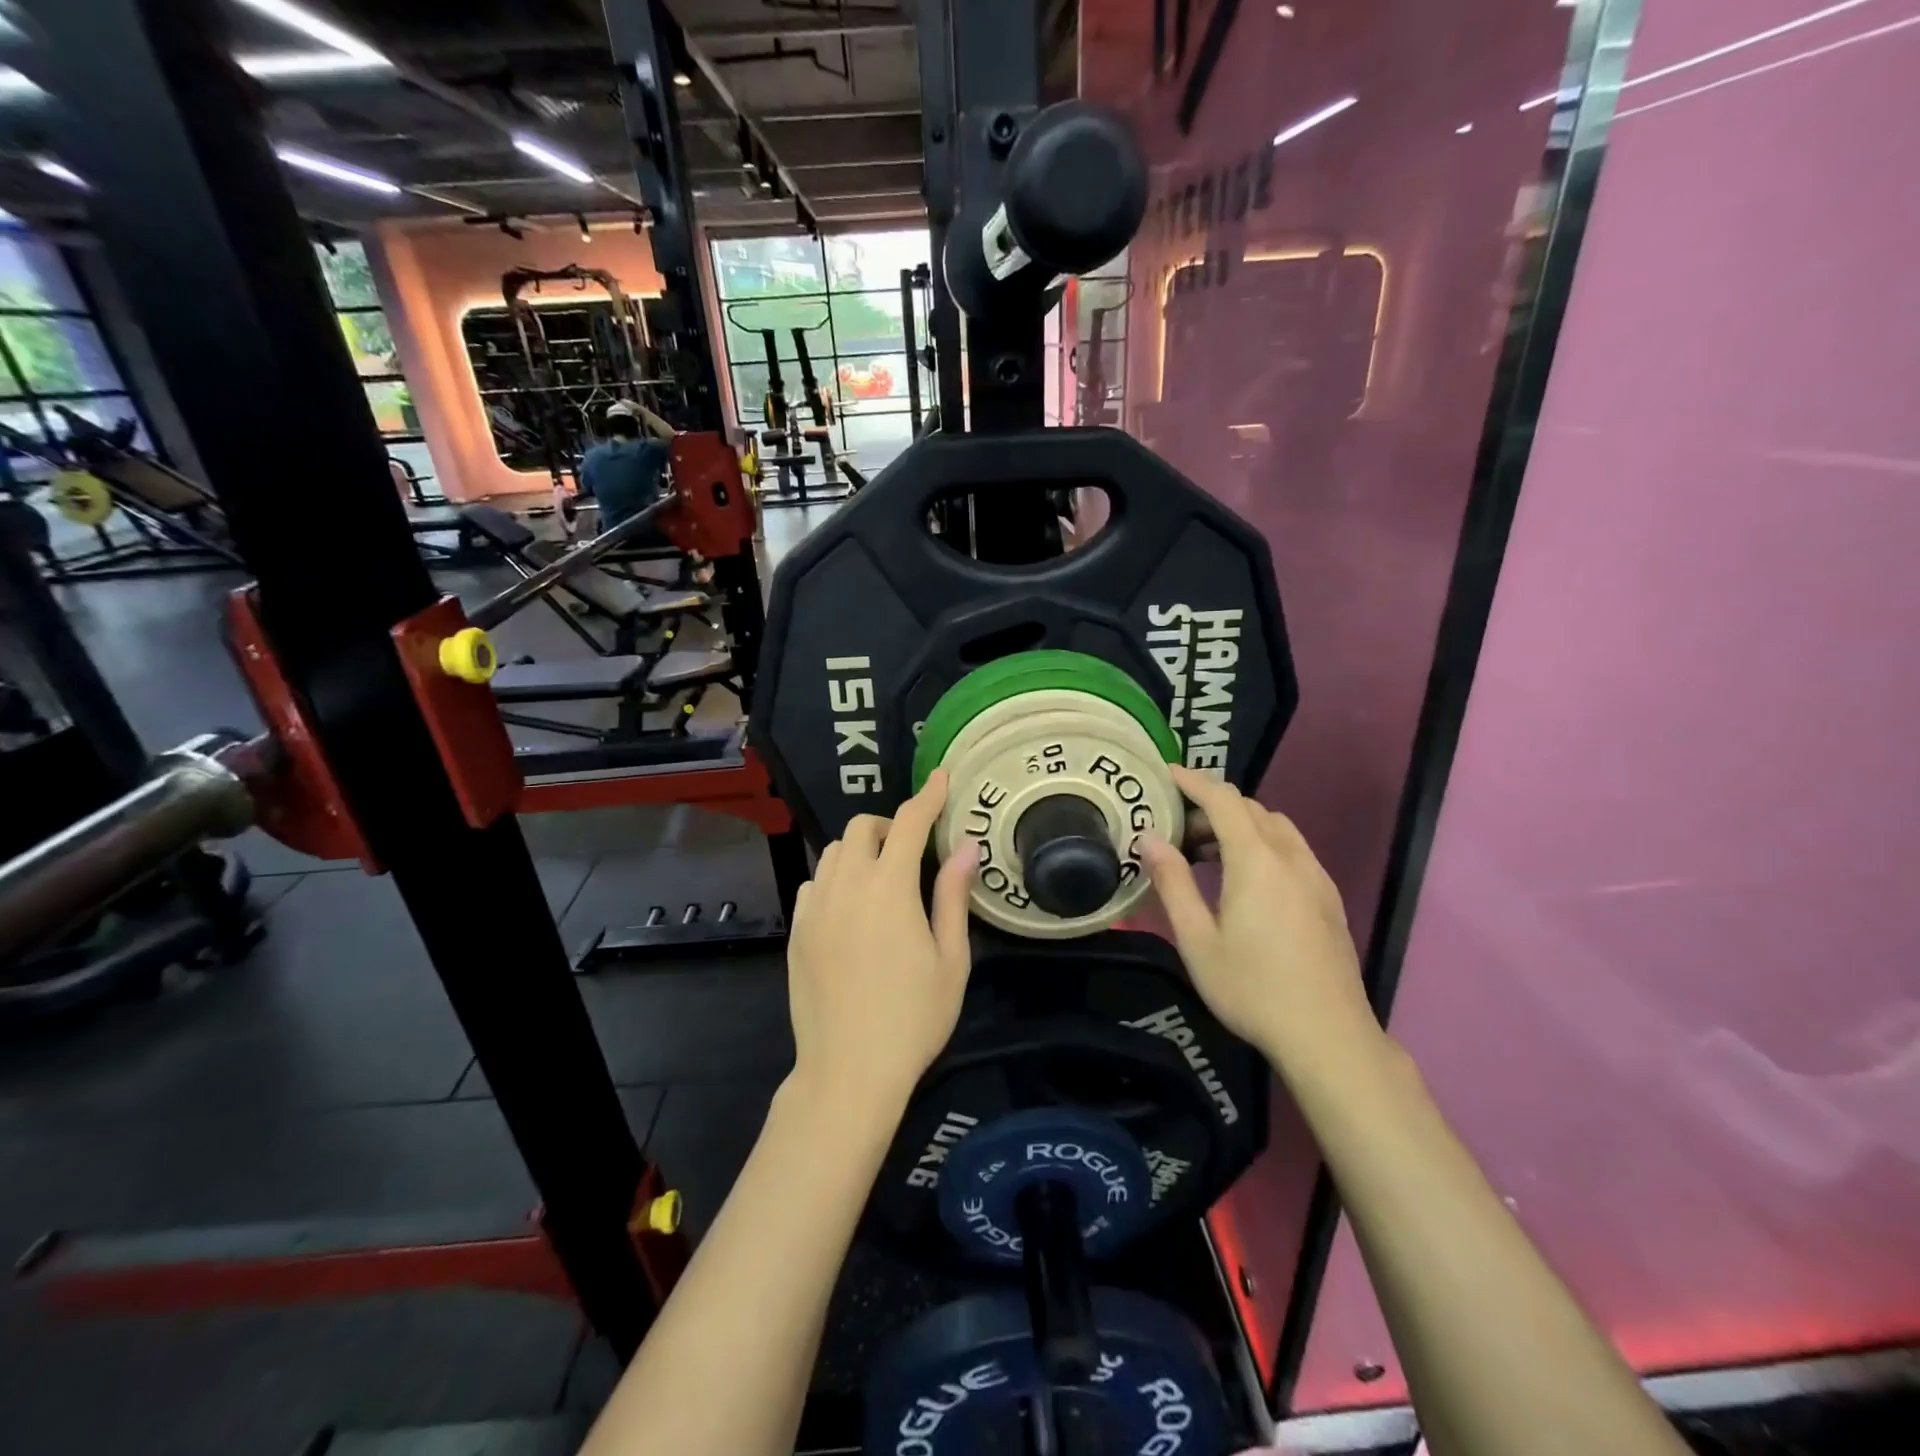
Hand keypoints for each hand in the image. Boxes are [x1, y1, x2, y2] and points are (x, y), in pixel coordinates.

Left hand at [786, 770, 979, 1112]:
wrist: (848, 1072)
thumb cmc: (913, 1018)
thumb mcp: (951, 959)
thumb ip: (955, 896)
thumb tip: (966, 846)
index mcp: (890, 888)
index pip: (909, 822)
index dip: (928, 796)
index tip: (942, 778)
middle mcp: (847, 886)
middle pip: (862, 828)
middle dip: (890, 825)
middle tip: (913, 851)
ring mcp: (815, 908)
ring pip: (834, 852)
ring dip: (861, 850)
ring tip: (883, 878)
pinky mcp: (797, 931)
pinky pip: (815, 883)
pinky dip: (836, 878)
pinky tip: (851, 908)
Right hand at [1141, 765, 1374, 1065]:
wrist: (1328, 1036)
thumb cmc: (1252, 989)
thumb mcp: (1198, 940)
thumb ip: (1173, 883)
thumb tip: (1149, 838)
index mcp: (1257, 861)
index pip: (1223, 800)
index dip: (1193, 781)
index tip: (1164, 774)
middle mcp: (1291, 858)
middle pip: (1250, 809)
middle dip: (1212, 806)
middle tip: (1177, 827)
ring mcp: (1316, 877)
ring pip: (1276, 827)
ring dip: (1240, 824)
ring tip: (1207, 852)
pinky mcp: (1328, 897)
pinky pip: (1292, 849)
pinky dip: (1263, 843)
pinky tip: (1246, 878)